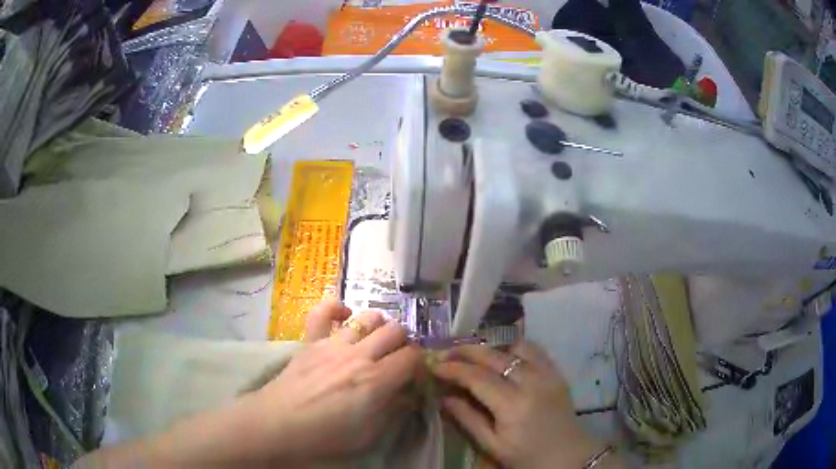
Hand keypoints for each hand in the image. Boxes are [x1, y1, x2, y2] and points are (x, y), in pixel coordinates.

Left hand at [76, 300, 422, 467]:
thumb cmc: (294, 454)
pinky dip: (328, 308)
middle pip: (385, 332)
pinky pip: (313, 314)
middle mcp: (337, 361)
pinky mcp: (291, 351)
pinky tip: (332, 303)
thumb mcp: (337, 448)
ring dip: (373, 320)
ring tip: (383, 327)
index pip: (405, 359)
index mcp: (354, 387)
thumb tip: (387, 413)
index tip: (432, 364)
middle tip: (413, 344)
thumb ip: (363, 423)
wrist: (241, 443)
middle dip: (405, 335)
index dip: (422, 359)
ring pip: (357, 318)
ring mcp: (311, 350)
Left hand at [242, 299, 423, 463]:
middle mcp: (359, 355)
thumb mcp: (368, 435)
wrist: (277, 425)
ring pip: (368, 317)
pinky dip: (337, 307)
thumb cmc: (324, 437)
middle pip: (396, 331)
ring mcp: (333, 343)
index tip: (414, 376)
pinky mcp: (311, 340)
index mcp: (376, 381)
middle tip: (397, 360)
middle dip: (404, 343)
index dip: (419, 364)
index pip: (413, 357)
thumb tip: (409, 395)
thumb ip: (393, 411)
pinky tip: (345, 315)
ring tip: (377, 340)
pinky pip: (324, 311)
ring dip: (380, 326)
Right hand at [433, 342, 607, 468]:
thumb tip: (443, 398)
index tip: (433, 364)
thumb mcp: (492, 445)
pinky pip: (533, 349)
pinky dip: (512, 347)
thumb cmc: (527, 456)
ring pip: (514, 346)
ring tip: (472, 355)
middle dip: (465, 351)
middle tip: (445, 353)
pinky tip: (501, 356)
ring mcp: (547, 373)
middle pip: (493, 355)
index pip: (477, 377)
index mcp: (513, 405)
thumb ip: (467, 419)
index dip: (452, 368)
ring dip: (489, 347)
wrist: (568, 455)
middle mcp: (531, 382)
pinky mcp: (556, 371)